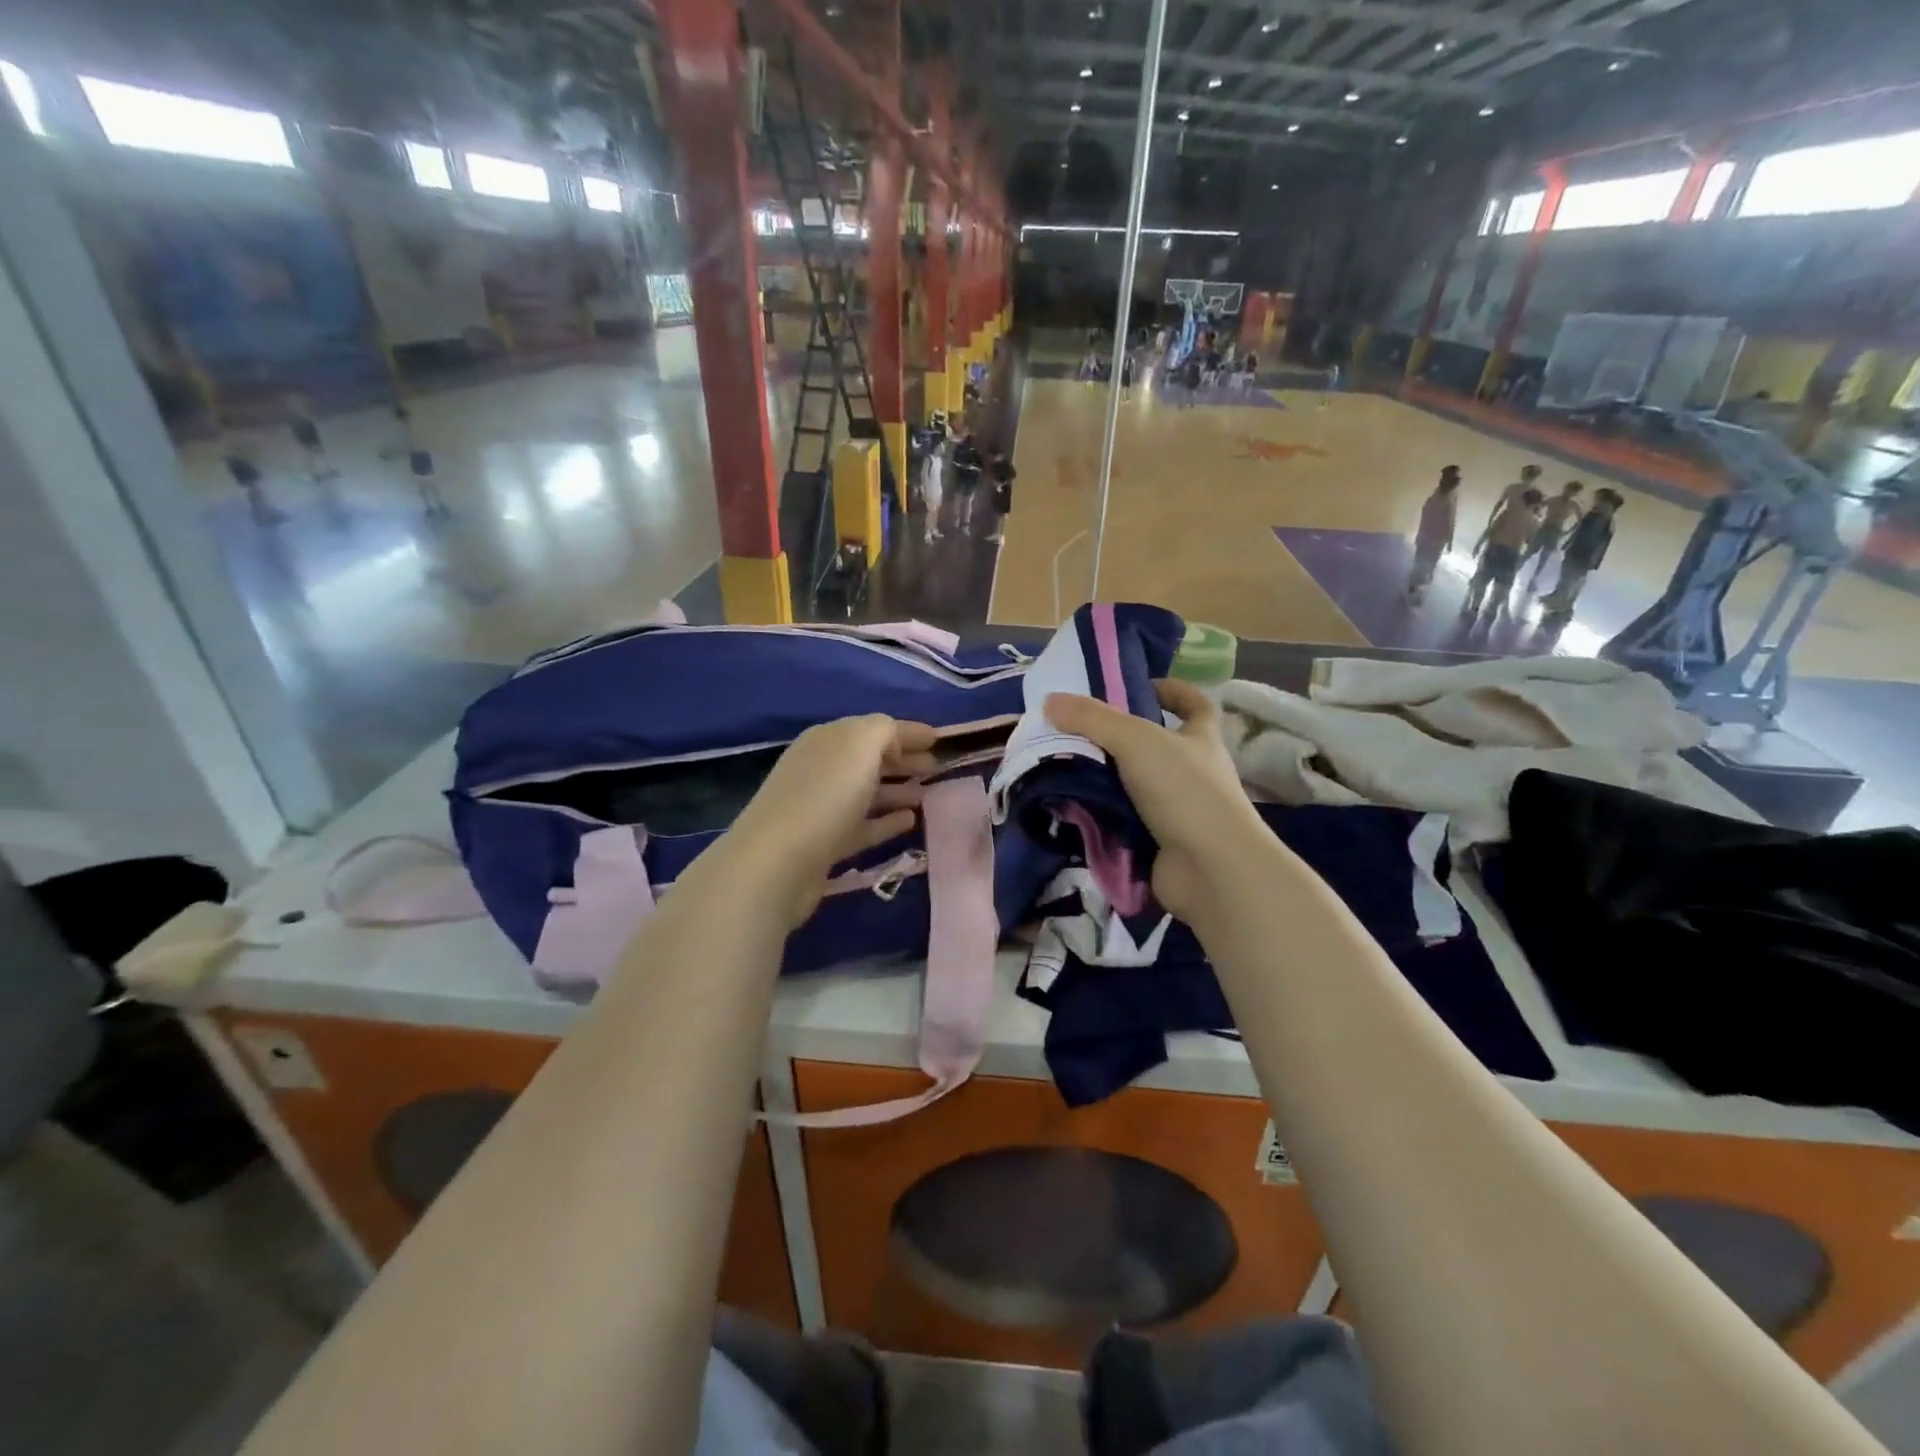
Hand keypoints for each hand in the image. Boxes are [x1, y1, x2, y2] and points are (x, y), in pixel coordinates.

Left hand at [726, 715, 937, 928]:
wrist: (778, 862)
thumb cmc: (824, 795)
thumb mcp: (860, 745)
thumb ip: (884, 731)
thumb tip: (895, 742)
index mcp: (829, 739)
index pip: (876, 728)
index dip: (909, 732)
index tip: (940, 739)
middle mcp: (823, 768)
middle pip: (870, 759)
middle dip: (904, 759)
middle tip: (937, 767)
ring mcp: (822, 807)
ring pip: (867, 793)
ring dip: (897, 790)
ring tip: (928, 794)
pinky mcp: (825, 844)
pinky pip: (864, 826)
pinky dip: (886, 821)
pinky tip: (910, 821)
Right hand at [1043, 680, 1269, 921]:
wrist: (1209, 869)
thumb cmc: (1184, 791)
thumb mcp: (1136, 741)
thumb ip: (1092, 719)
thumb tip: (1050, 700)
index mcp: (1201, 739)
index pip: (1195, 705)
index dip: (1172, 692)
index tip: (1139, 687)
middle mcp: (1193, 772)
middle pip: (1154, 747)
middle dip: (1117, 740)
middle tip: (1074, 733)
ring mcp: (1178, 810)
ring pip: (1133, 786)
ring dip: (1102, 780)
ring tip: (1060, 769)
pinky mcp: (1159, 842)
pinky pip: (1123, 822)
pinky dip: (1100, 817)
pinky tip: (1069, 809)